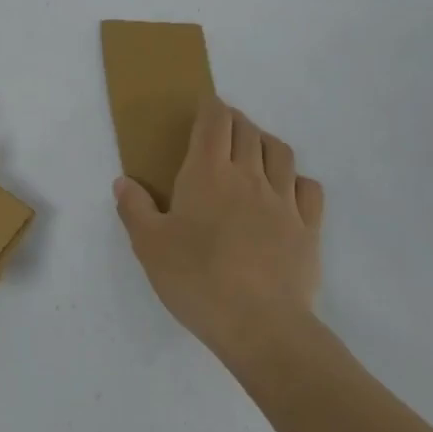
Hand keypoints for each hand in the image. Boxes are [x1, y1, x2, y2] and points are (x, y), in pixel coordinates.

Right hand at [113, 95, 324, 369]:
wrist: (260, 325)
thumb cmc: (197, 279)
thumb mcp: (149, 246)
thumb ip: (135, 209)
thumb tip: (123, 181)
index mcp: (207, 173)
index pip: (214, 122)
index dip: (211, 107)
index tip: (204, 106)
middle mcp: (248, 176)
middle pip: (247, 130)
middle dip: (235, 121)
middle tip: (222, 128)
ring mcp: (283, 201)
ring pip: (280, 153)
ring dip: (265, 142)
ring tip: (254, 151)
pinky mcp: (308, 228)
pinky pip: (309, 189)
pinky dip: (297, 179)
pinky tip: (287, 191)